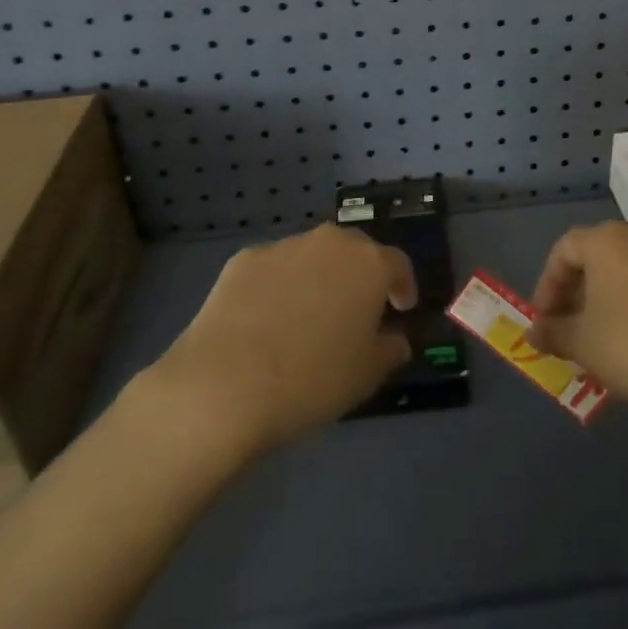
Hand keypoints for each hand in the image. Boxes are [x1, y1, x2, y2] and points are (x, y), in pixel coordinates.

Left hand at [151, 224, 415, 453]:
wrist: (224, 385)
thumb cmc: (312, 379)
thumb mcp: (367, 375)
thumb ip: (390, 349)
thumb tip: (395, 339)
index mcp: (369, 264)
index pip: (398, 264)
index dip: (403, 286)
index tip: (401, 309)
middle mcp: (330, 243)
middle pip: (355, 250)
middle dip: (360, 274)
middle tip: (357, 308)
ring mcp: (283, 247)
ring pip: (312, 256)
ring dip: (318, 277)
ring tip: (307, 316)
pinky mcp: (243, 260)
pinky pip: (273, 269)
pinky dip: (279, 286)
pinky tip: (267, 320)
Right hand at [525, 220, 627, 417]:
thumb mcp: (585, 344)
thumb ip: (554, 334)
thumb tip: (534, 332)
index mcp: (605, 239)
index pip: (563, 250)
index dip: (547, 285)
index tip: (545, 321)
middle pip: (596, 256)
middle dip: (577, 293)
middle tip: (571, 331)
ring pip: (626, 269)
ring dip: (608, 299)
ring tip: (605, 339)